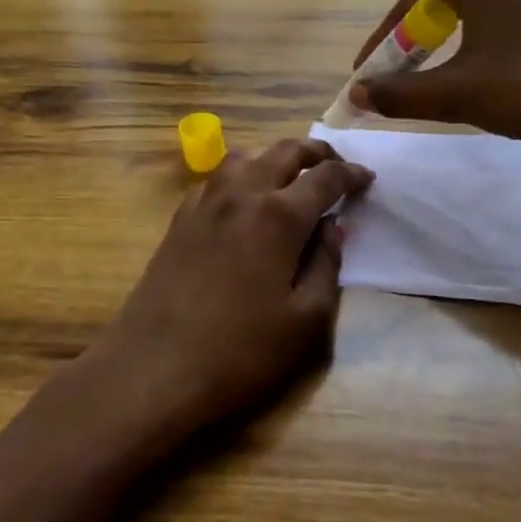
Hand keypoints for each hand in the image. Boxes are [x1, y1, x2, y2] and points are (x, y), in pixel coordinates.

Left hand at [75, 139, 373, 455]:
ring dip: (274, 157)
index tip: (367, 178)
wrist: (153, 370)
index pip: (325, 177)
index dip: (351, 174)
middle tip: (335, 165)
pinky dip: (241, 175)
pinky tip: (244, 201)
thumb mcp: (306, 320)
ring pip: (245, 156)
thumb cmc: (240, 352)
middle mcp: (241, 194)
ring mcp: (204, 203)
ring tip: (290, 177)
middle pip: (284, 151)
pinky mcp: (179, 220)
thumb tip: (333, 226)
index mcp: (279, 215)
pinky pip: (216, 178)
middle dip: (316, 152)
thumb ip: (327, 264)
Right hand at [351, 0, 520, 154]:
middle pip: (442, 6)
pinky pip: (517, 9)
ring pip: (478, 9)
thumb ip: (400, 93)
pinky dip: (499, 25)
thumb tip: (357, 95)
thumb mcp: (456, 93)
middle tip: (396, 77)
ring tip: (436, 65)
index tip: (363, 76)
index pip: (410, 8)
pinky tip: (500, 35)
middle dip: (415, 44)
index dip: (381, 45)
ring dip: (452, 38)